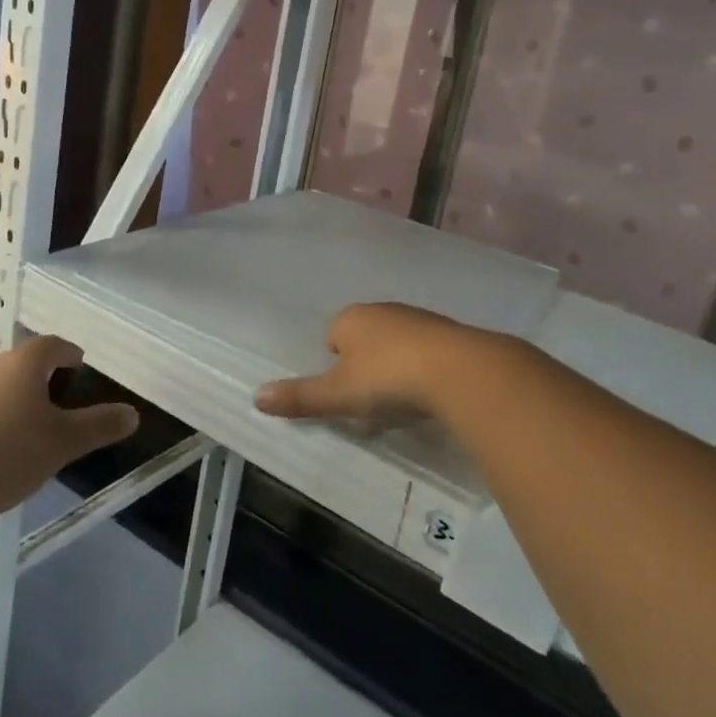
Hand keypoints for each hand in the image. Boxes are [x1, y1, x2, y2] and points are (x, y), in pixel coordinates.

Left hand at [0, 336, 138, 518]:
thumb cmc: (4, 453)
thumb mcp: (62, 443)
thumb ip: (98, 426)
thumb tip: (133, 414)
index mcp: (23, 363)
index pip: (53, 345)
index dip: (70, 354)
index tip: (80, 367)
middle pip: (23, 364)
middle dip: (43, 378)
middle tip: (61, 402)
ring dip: (15, 401)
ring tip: (30, 431)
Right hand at [254, 302, 484, 427]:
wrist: (460, 371)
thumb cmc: (388, 379)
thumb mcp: (339, 395)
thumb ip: (300, 397)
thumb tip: (256, 397)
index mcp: (352, 318)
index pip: (332, 336)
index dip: (335, 366)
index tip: (345, 395)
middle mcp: (384, 310)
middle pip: (365, 340)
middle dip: (365, 368)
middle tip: (370, 404)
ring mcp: (420, 319)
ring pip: (396, 346)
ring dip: (395, 370)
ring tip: (401, 406)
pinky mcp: (451, 334)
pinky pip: (426, 353)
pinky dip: (423, 372)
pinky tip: (429, 397)